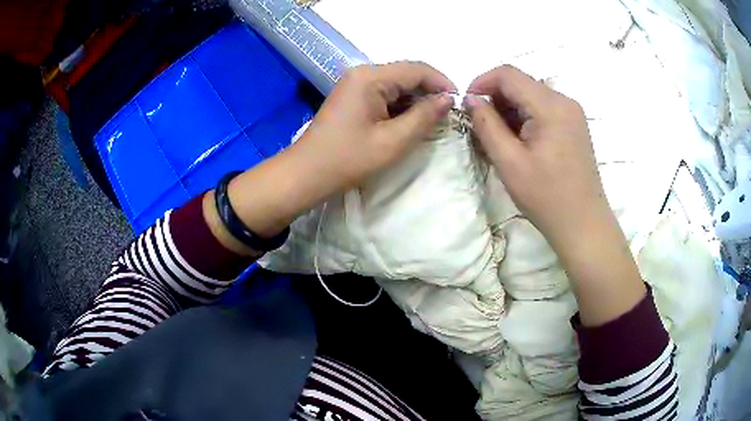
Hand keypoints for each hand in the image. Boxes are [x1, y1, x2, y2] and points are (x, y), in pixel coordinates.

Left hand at [290, 61, 455, 195]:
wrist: (306, 174)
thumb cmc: (348, 159)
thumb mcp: (393, 141)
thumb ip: (424, 116)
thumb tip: (448, 99)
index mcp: (370, 77)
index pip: (417, 69)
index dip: (442, 83)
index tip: (459, 103)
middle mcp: (362, 73)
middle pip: (406, 74)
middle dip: (429, 93)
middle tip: (447, 116)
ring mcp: (355, 84)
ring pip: (396, 85)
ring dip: (415, 101)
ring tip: (432, 122)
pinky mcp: (352, 97)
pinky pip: (384, 94)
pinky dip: (400, 106)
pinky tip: (409, 122)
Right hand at [464, 65, 606, 249]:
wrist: (583, 224)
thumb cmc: (547, 197)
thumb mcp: (510, 163)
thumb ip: (487, 125)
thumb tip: (471, 100)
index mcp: (551, 106)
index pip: (508, 74)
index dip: (482, 82)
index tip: (467, 105)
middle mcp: (565, 101)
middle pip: (521, 82)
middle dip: (496, 98)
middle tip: (481, 127)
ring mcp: (572, 113)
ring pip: (531, 94)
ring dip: (509, 109)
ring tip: (500, 138)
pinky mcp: (574, 125)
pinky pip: (543, 108)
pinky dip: (525, 117)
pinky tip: (519, 141)